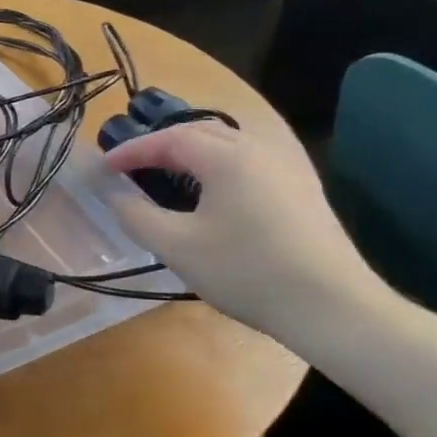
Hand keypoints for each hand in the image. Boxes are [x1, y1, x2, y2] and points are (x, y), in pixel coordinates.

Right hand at [104, 121, 383, 343]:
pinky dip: (221, 165)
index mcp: (227, 157)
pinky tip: (217, 190)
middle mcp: (259, 150)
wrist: (330, 305)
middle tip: (134, 165)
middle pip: (202, 132)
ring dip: (193, 152)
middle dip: (162, 144)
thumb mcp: (177, 247)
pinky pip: (251, 161)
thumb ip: (138, 216)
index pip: (169, 139)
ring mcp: (287, 168)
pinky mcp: (303, 189)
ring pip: (230, 144)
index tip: (106, 166)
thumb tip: (115, 195)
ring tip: (169, 173)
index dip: (133, 150)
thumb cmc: (245, 272)